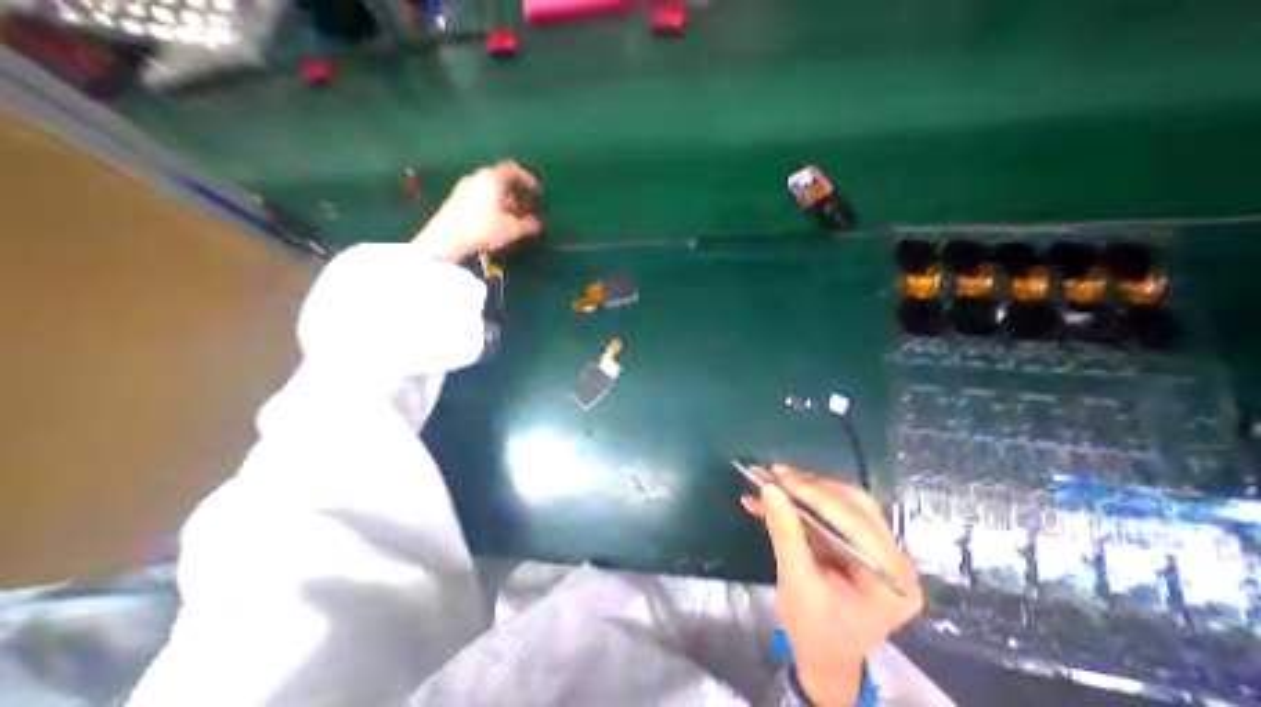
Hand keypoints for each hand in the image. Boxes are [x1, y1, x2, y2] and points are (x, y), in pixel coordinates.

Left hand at [415, 161, 542, 265]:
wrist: (446, 239)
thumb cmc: (483, 228)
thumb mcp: (512, 229)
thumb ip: (528, 225)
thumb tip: (538, 224)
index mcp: (492, 178)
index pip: (512, 169)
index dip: (527, 179)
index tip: (537, 192)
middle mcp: (477, 178)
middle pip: (501, 180)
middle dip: (517, 194)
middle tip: (528, 209)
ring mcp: (464, 188)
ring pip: (491, 190)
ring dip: (506, 202)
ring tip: (515, 218)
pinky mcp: (457, 201)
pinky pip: (481, 198)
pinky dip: (494, 206)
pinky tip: (498, 222)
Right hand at [741, 467, 923, 703]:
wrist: (823, 658)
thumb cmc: (815, 631)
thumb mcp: (796, 583)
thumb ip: (785, 533)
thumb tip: (769, 489)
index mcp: (891, 577)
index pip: (854, 521)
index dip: (814, 493)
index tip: (778, 475)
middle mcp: (894, 558)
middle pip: (852, 504)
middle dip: (808, 486)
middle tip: (775, 473)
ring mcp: (878, 550)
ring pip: (841, 502)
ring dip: (803, 489)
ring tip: (771, 479)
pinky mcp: (859, 544)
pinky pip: (830, 513)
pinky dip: (800, 503)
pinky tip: (772, 499)